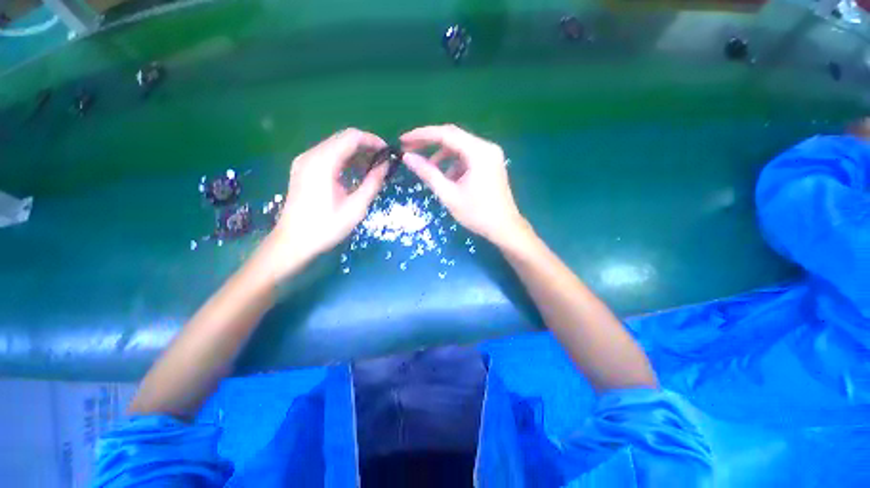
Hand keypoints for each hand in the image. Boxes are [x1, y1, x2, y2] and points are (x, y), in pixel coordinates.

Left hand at [264, 128, 388, 277]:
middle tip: (383, 161)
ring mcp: (304, 161)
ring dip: (356, 153)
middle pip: (343, 138)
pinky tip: (355, 172)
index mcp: (323, 163)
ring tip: (373, 168)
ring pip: (335, 145)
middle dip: (366, 146)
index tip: (388, 152)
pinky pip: (327, 155)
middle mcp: (311, 155)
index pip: (351, 137)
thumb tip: (385, 166)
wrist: (293, 242)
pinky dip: (344, 159)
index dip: (373, 140)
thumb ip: (372, 183)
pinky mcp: (303, 169)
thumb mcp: (355, 208)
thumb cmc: (326, 227)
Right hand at [401, 124, 527, 245]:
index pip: (445, 134)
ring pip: (460, 147)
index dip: (422, 135)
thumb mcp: (449, 194)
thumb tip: (407, 158)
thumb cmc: (477, 214)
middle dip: (430, 142)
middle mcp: (487, 147)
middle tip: (409, 150)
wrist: (504, 228)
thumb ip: (428, 173)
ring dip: (442, 155)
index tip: (403, 140)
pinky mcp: (490, 163)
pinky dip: (454, 164)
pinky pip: (468, 157)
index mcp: (478, 152)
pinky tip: (448, 178)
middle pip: (453, 137)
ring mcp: (490, 154)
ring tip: (429, 169)